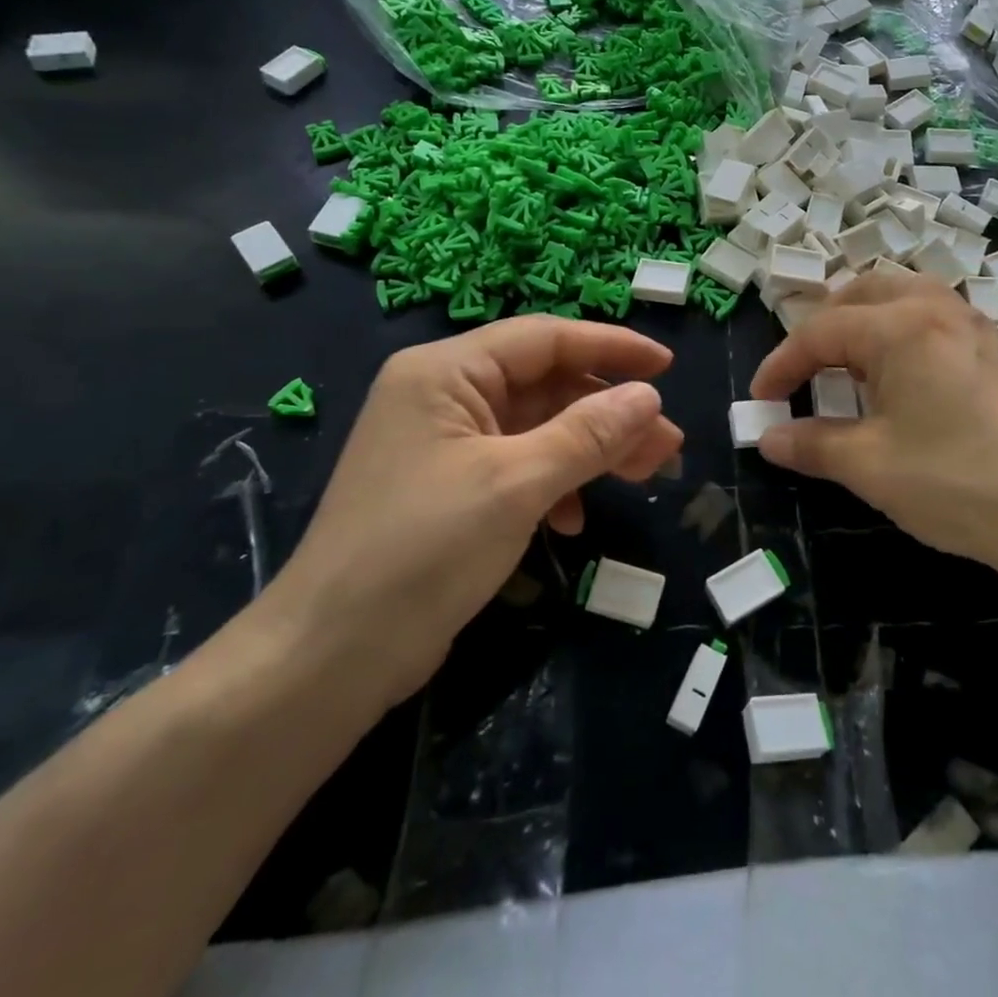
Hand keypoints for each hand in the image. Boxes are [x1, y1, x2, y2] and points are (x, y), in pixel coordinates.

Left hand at [260, 318, 682, 706]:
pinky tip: (575, 520)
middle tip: (666, 444)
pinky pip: (518, 466)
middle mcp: (443, 395)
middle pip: (545, 385)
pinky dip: (555, 484)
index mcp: (446, 372)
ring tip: (646, 475)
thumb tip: (649, 397)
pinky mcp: (450, 489)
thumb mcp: (516, 484)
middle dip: (608, 411)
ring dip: (591, 450)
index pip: (544, 338)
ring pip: (537, 428)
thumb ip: (588, 434)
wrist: (330, 658)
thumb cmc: (422, 551)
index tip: (667, 367)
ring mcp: (445, 444)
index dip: (611, 347)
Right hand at [749, 274, 997, 614]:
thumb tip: (767, 438)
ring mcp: (976, 327)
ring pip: (905, 297)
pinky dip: (902, 333)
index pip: (820, 332)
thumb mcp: (870, 466)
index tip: (759, 400)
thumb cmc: (957, 481)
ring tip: (851, 365)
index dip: (781, 364)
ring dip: (866, 321)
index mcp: (900, 326)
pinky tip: (905, 380)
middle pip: (864, 293)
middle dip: (824, 326)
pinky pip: (936, 319)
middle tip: (805, 369)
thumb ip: (811, 444)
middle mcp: (938, 310)